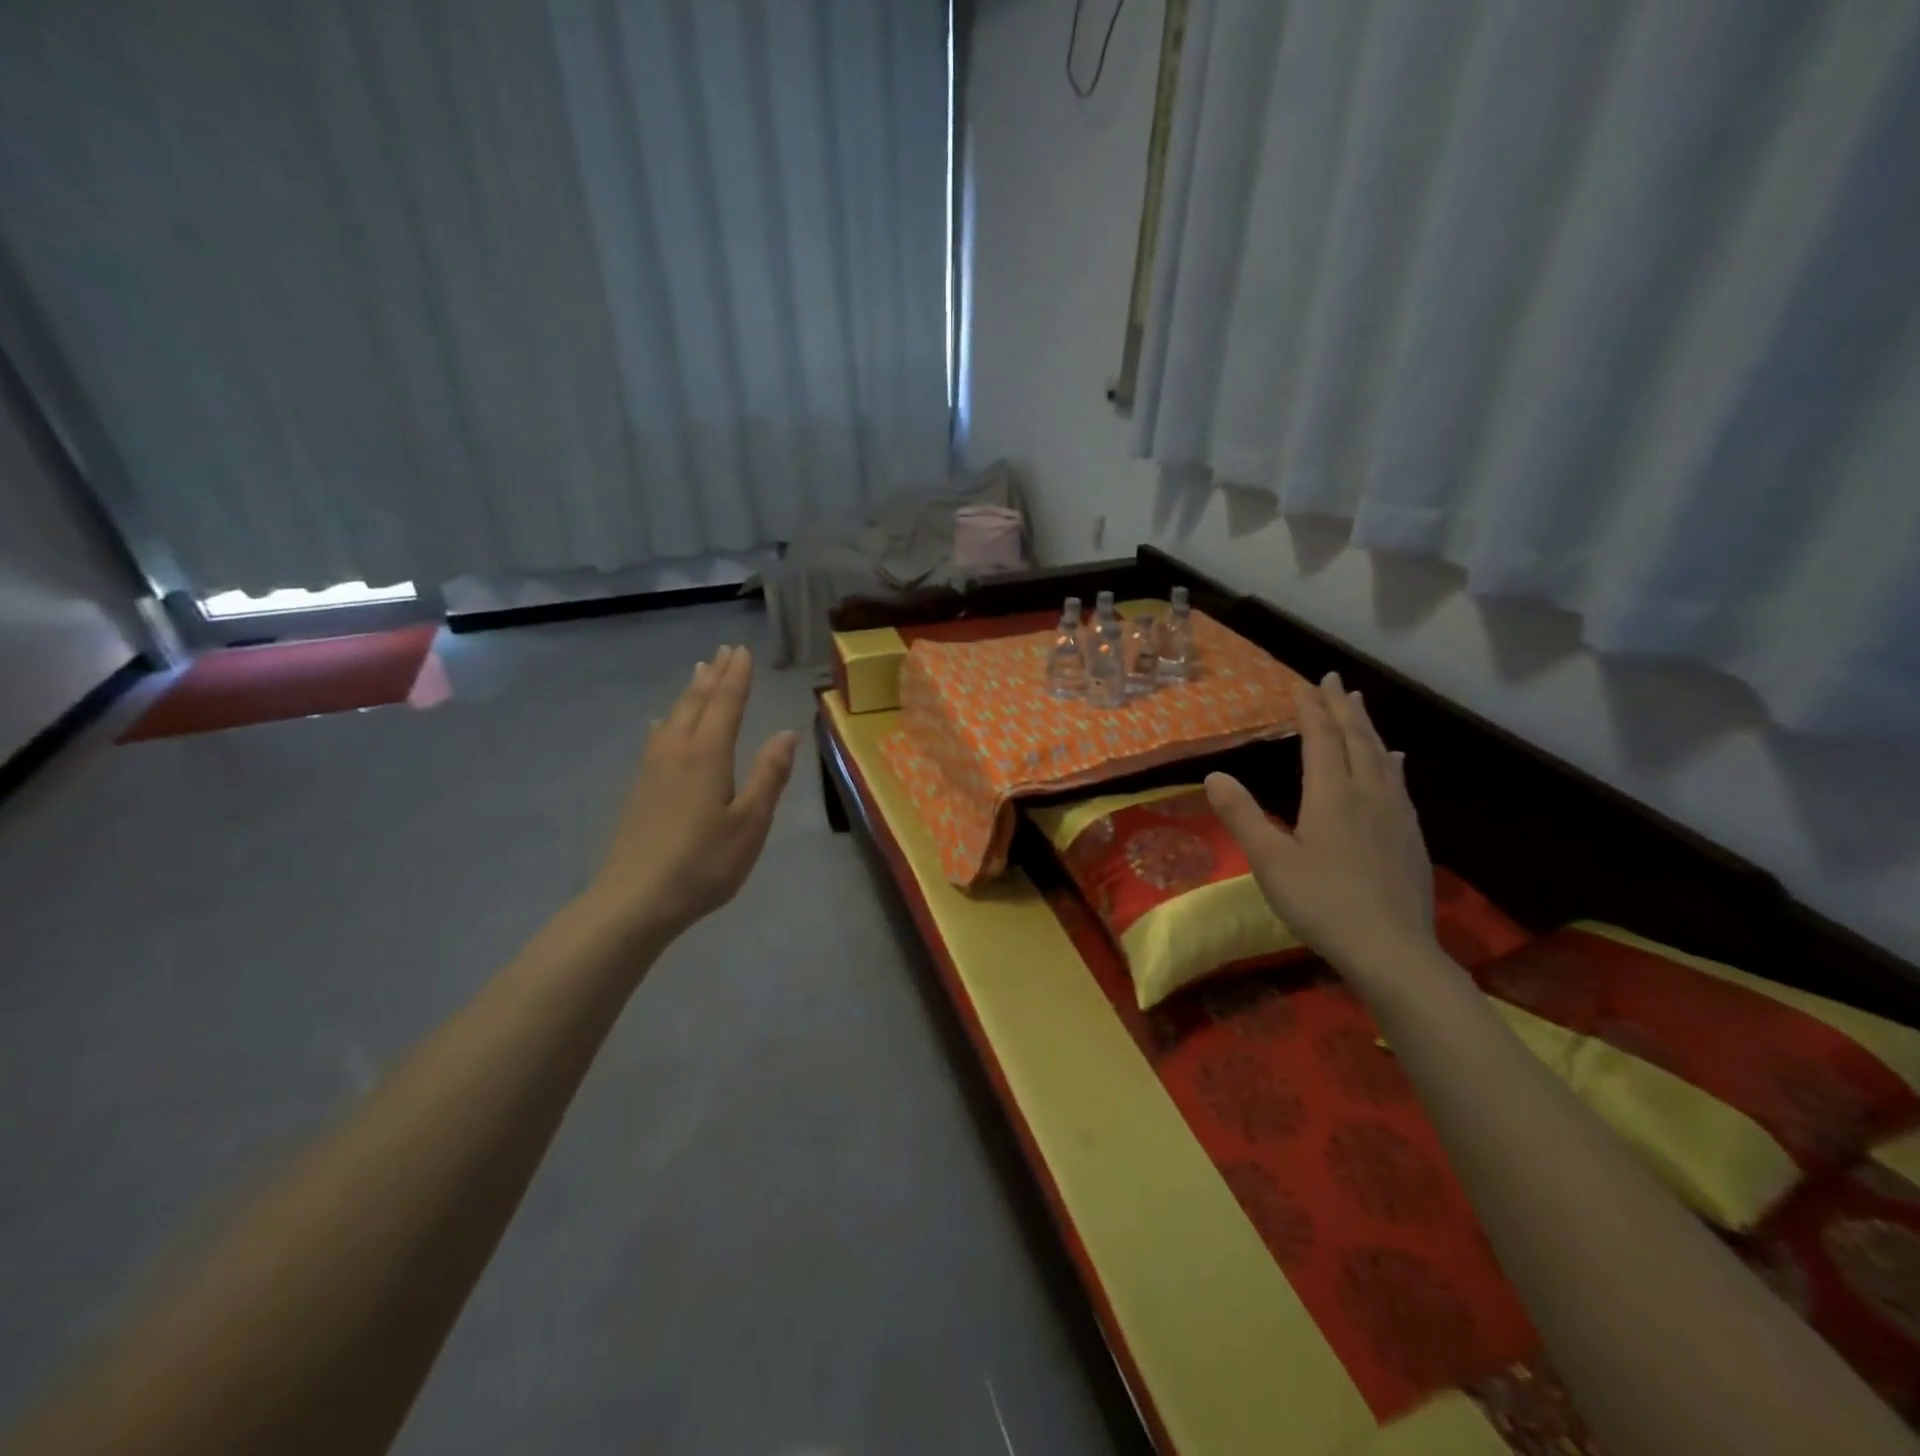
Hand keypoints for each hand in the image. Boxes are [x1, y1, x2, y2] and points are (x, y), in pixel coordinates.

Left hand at [586, 644, 797, 941]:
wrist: (635, 900)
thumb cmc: (703, 863)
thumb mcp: (750, 822)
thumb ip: (768, 776)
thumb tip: (785, 733)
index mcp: (707, 755)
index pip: (725, 705)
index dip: (737, 678)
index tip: (743, 651)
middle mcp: (677, 751)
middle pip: (696, 703)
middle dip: (713, 676)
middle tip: (724, 651)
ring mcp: (653, 769)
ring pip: (673, 717)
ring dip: (690, 692)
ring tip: (699, 672)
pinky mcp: (640, 788)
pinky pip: (656, 737)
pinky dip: (666, 720)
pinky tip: (660, 724)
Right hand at [1205, 673, 1437, 979]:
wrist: (1392, 950)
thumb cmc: (1321, 903)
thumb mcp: (1270, 861)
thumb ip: (1242, 815)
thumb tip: (1214, 774)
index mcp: (1331, 795)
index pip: (1320, 739)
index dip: (1311, 710)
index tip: (1305, 683)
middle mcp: (1367, 794)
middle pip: (1355, 739)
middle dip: (1342, 707)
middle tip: (1335, 680)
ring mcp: (1394, 814)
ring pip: (1380, 757)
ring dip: (1367, 727)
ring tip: (1360, 705)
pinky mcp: (1410, 836)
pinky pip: (1398, 782)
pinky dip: (1391, 761)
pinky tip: (1396, 760)